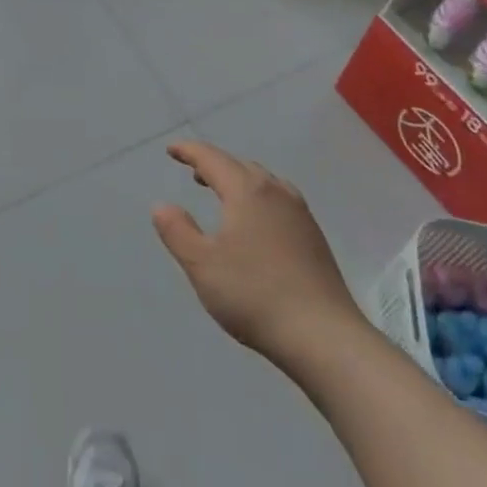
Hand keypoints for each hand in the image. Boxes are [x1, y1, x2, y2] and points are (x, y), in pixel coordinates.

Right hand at [153, 140, 365, 360]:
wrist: (324, 337)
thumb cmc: (254, 295)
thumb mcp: (202, 265)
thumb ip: (177, 231)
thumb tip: (162, 206)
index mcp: (247, 191)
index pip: (212, 158)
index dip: (189, 151)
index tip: (171, 150)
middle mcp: (276, 192)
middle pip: (240, 165)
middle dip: (214, 164)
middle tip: (193, 172)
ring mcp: (301, 214)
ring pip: (264, 182)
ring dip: (239, 180)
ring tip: (222, 194)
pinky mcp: (314, 237)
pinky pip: (279, 200)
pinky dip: (258, 197)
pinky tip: (255, 223)